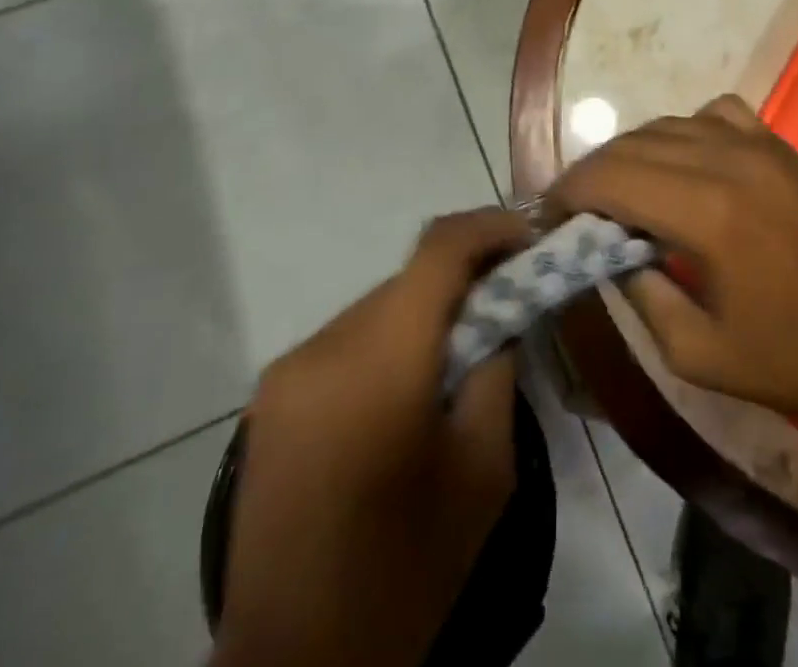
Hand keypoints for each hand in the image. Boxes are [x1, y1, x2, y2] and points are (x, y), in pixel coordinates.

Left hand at [213, 207, 529, 666]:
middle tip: (505, 303)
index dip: (490, 227)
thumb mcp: (484, 469)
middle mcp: (323, 346)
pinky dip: (387, 343)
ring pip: (377, 307)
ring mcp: (286, 372)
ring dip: (423, 314)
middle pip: (408, 278)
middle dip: (462, 279)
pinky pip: (345, 342)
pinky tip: (406, 393)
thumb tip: (502, 311)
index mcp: (380, 359)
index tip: (529, 237)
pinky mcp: (268, 400)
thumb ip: (498, 367)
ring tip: (457, 358)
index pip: (439, 248)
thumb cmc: (406, 571)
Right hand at [549, 95, 797, 426]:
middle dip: (592, 173)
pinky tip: (684, 164)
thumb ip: (639, 292)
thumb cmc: (793, 361)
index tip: (548, 215)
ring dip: (632, 152)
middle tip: (574, 209)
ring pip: (668, 124)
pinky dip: (684, 130)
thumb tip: (605, 250)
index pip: (612, 177)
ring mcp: (759, 145)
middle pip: (633, 144)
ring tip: (620, 191)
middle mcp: (728, 161)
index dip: (569, 191)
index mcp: (707, 214)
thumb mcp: (697, 354)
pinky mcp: (780, 145)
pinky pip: (715, 114)